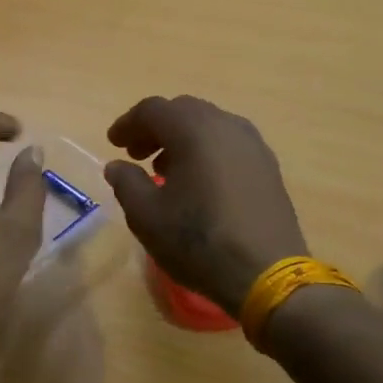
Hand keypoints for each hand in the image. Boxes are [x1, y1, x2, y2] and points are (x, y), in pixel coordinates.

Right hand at [104, 95, 308, 312]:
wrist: (265, 273)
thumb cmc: (198, 241)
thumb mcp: (146, 216)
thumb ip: (126, 183)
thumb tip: (117, 165)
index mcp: (194, 130)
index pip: (153, 110)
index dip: (128, 123)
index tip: (113, 144)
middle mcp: (227, 126)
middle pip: (184, 111)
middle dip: (156, 128)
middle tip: (137, 154)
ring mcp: (253, 145)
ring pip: (210, 126)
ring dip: (182, 140)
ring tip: (165, 171)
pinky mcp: (268, 167)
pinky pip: (230, 145)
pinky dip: (207, 152)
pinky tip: (199, 184)